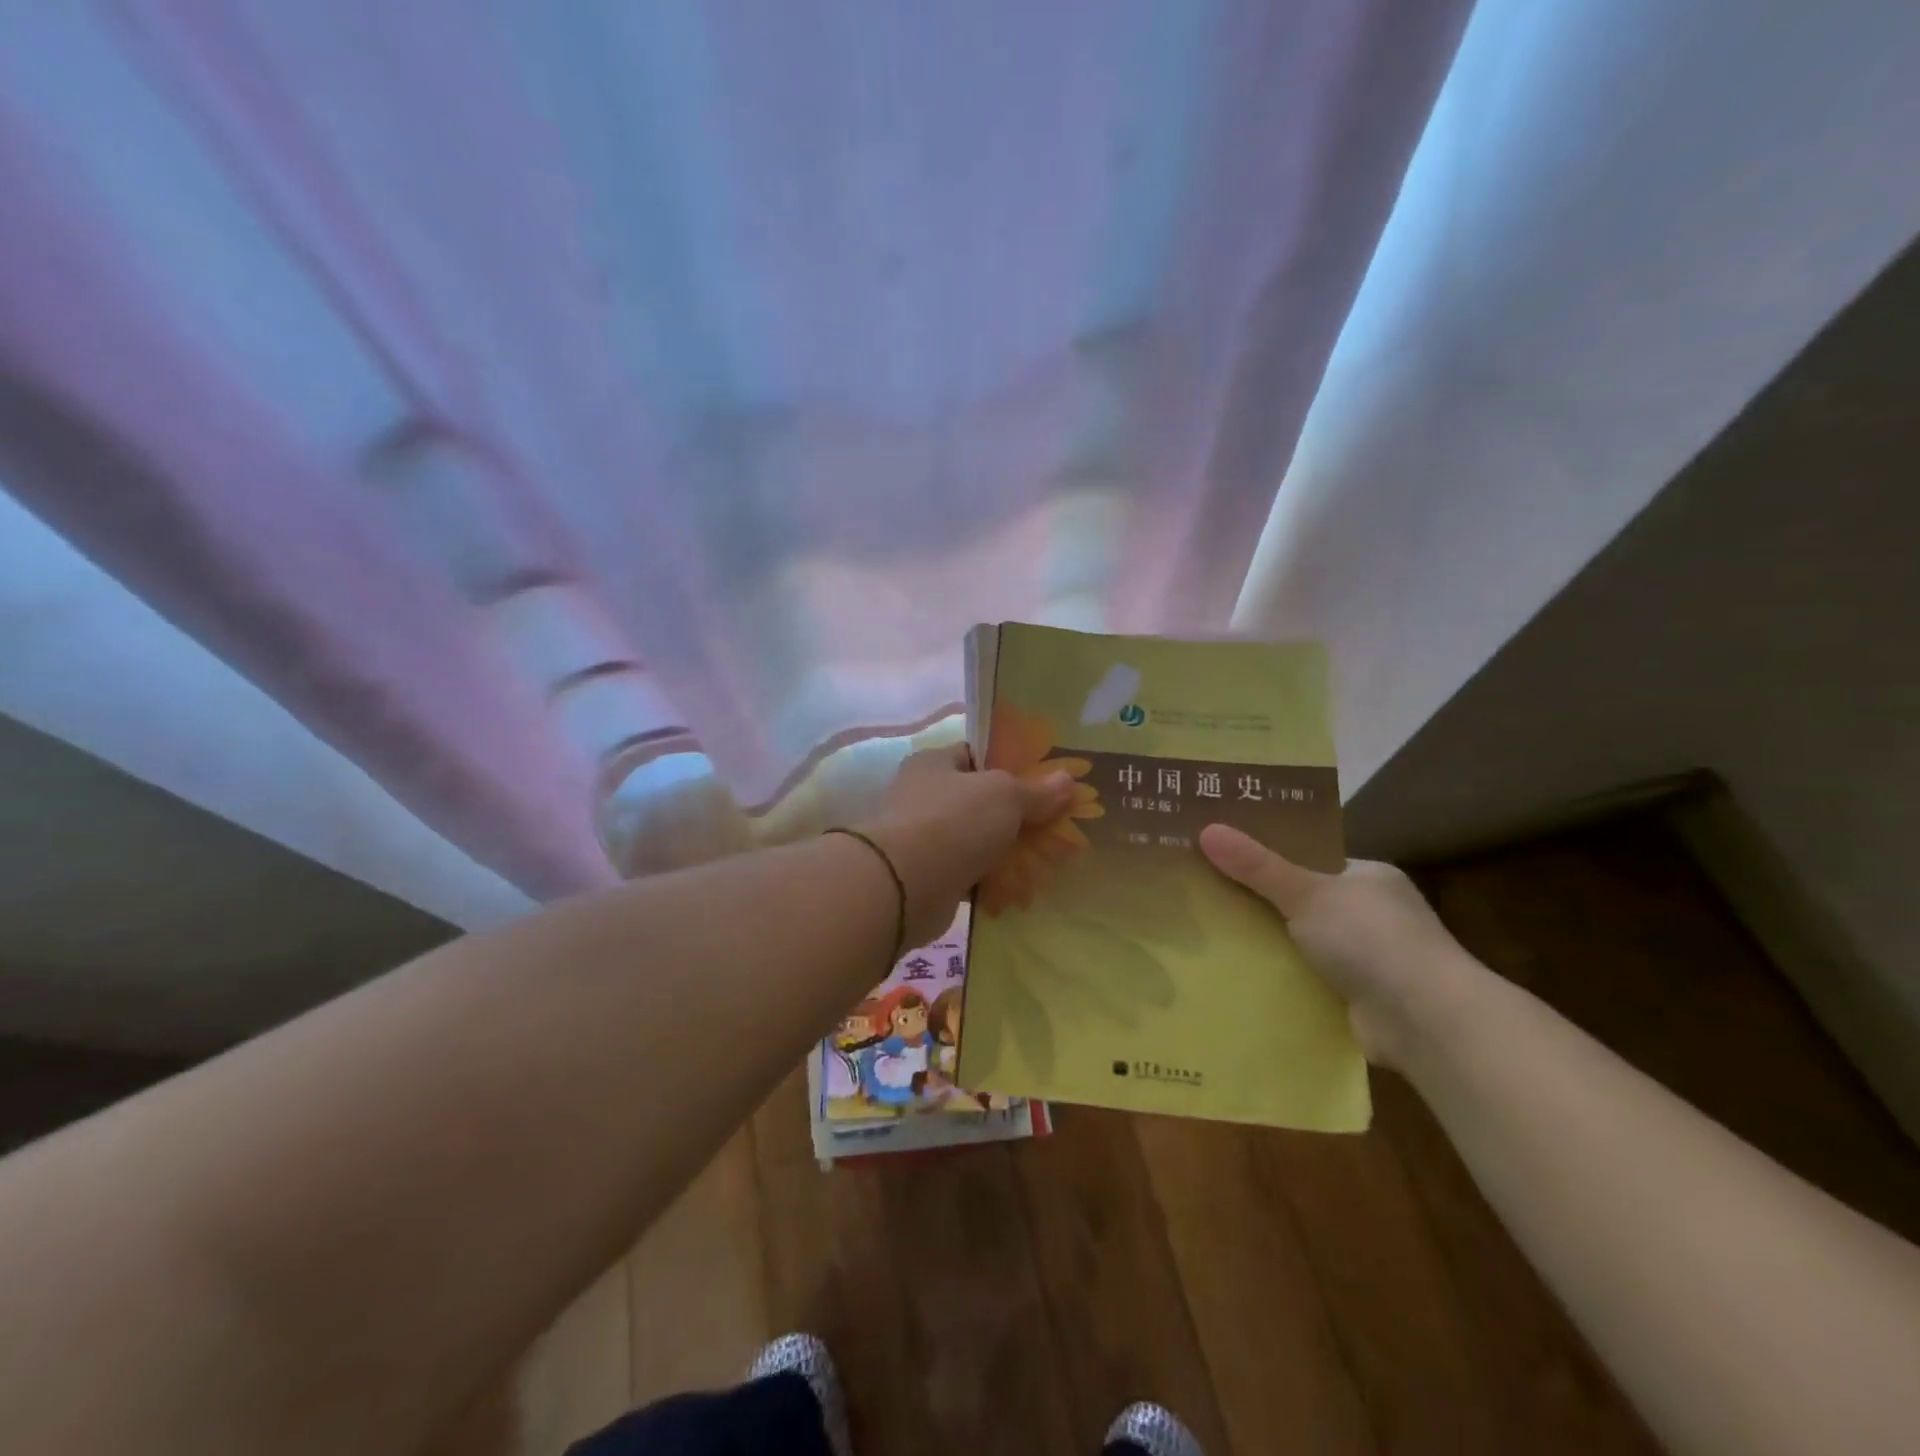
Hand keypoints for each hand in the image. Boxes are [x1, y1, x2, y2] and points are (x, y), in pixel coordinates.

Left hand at [864, 745, 1071, 946]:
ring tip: (1044, 859)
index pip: (975, 755)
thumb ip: (1036, 790)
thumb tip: (1067, 778)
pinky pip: (966, 873)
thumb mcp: (1005, 795)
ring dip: (1003, 851)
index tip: (1044, 781)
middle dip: (1013, 814)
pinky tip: (1019, 887)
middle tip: (1052, 825)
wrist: (904, 885)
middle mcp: (922, 796)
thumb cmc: (954, 822)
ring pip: (974, 839)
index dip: (1010, 765)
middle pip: (978, 800)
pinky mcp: (925, 876)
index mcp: (934, 764)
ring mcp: (921, 838)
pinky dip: (989, 880)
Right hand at [1198, 824, 1486, 1066]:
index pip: (1310, 858)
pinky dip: (1279, 977)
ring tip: (1207, 931)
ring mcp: (1368, 958)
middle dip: (1260, 900)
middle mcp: (1371, 913)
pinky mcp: (1358, 998)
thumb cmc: (1371, 939)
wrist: (1426, 1022)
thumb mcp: (1306, 893)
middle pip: (1302, 900)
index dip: (1267, 855)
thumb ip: (1257, 866)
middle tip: (1203, 890)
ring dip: (1267, 942)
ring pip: (1301, 941)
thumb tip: (1205, 829)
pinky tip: (1238, 973)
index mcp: (1368, 877)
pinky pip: (1306, 978)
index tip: (1222, 852)